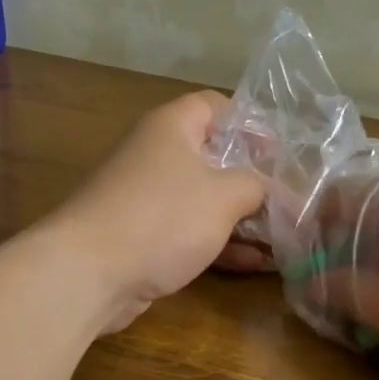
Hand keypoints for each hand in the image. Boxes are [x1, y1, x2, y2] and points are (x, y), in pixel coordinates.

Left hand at [51, 91, 268, 333]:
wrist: (89, 273)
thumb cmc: (162, 217)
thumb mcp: (224, 195)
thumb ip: (255, 185)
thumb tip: (269, 189)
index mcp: (173, 127)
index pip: (216, 106)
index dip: (250, 124)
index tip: (279, 154)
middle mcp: (158, 155)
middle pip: (214, 157)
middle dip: (253, 181)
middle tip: (289, 202)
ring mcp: (149, 198)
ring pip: (205, 200)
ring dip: (243, 219)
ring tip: (284, 240)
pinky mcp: (144, 237)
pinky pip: (191, 232)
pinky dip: (221, 244)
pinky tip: (256, 265)